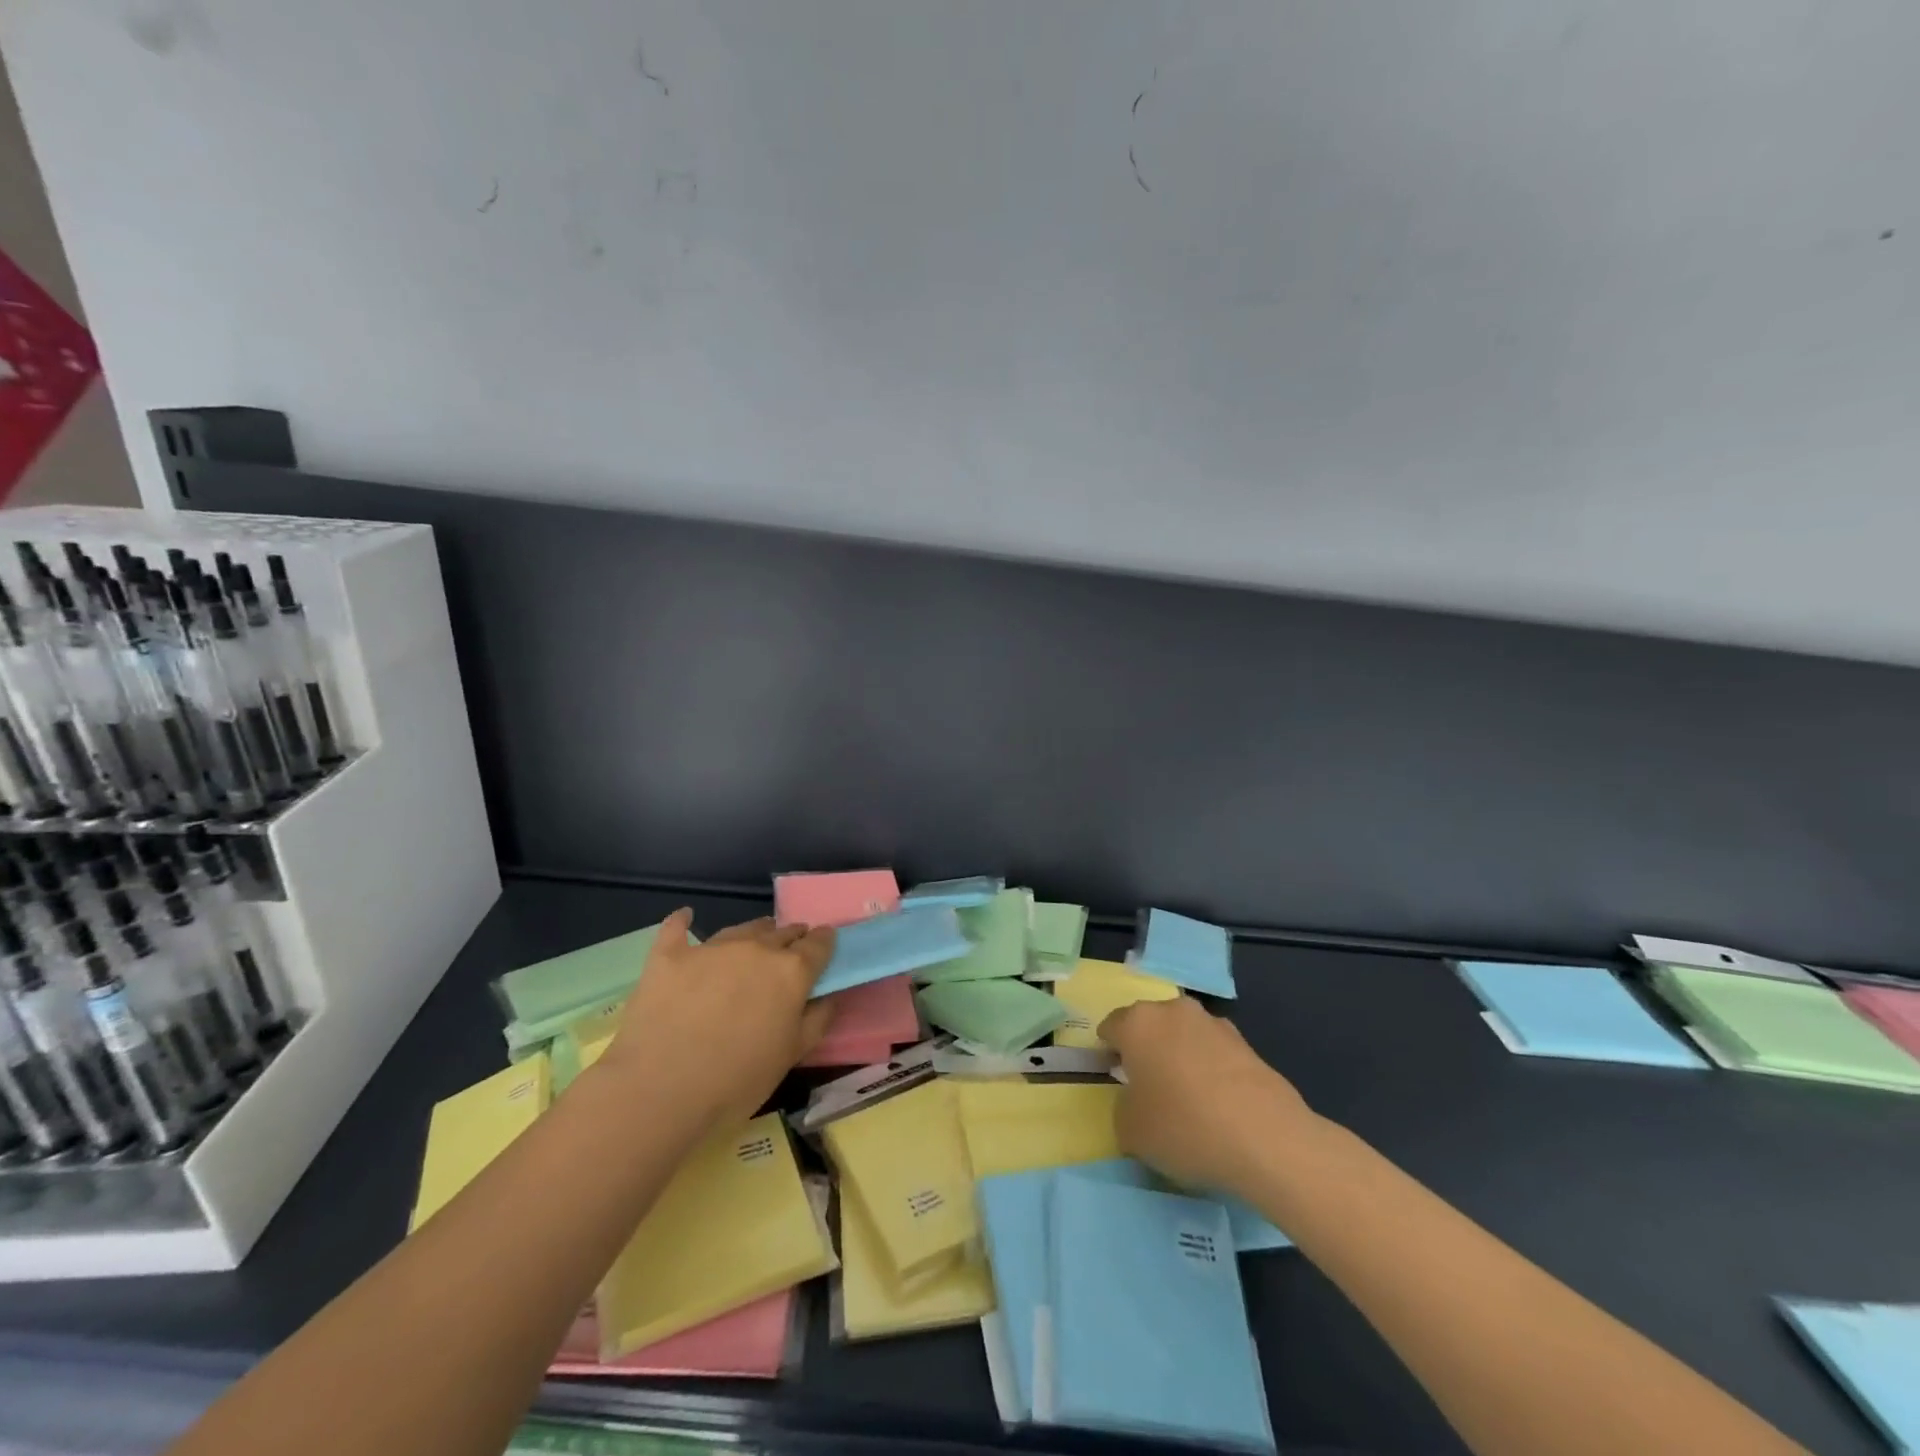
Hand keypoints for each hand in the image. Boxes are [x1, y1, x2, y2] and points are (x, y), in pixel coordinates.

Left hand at [593, 910, 836, 1136]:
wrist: (660, 1091)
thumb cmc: (737, 1081)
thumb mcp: (791, 1057)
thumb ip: (816, 1021)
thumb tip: (828, 996)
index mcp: (791, 972)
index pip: (818, 945)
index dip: (824, 942)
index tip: (825, 943)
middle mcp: (755, 949)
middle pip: (781, 932)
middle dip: (791, 937)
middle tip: (791, 948)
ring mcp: (710, 949)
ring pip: (741, 929)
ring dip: (754, 932)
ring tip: (755, 938)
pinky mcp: (669, 956)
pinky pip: (677, 928)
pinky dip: (683, 921)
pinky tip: (686, 916)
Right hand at [1100, 996, 1315, 1194]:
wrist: (1266, 1138)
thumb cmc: (1183, 1127)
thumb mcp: (1130, 1130)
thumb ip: (1123, 1107)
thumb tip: (1138, 1099)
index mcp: (1137, 1022)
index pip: (1110, 1027)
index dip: (1108, 1054)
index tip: (1115, 1083)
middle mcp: (1173, 1010)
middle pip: (1149, 1026)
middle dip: (1146, 1051)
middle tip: (1149, 1090)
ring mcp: (1213, 1023)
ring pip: (1184, 1037)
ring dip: (1180, 1058)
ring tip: (1188, 1101)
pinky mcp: (1247, 1044)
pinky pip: (1214, 1054)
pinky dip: (1210, 1072)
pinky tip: (1218, 1107)